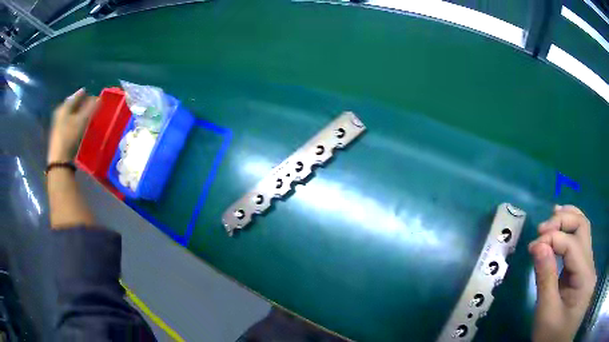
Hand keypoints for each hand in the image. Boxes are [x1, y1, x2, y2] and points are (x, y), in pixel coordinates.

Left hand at [48, 89, 97, 163]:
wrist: (59, 160)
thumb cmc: (69, 137)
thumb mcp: (82, 120)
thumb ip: (91, 108)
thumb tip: (99, 98)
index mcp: (65, 106)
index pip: (78, 95)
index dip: (87, 94)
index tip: (96, 96)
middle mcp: (60, 112)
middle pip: (74, 104)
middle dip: (83, 104)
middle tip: (93, 106)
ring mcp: (59, 123)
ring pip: (72, 114)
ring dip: (80, 114)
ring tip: (88, 116)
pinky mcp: (60, 134)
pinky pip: (70, 123)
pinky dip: (76, 122)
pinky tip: (81, 126)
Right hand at [528, 205, 596, 341]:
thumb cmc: (551, 337)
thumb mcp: (546, 314)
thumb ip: (545, 279)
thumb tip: (538, 245)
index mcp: (585, 278)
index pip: (573, 245)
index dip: (553, 239)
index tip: (532, 246)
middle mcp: (591, 265)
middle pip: (583, 228)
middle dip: (563, 221)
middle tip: (542, 228)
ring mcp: (588, 267)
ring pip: (584, 230)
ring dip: (568, 220)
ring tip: (552, 215)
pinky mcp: (583, 271)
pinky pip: (580, 243)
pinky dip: (569, 231)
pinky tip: (561, 227)